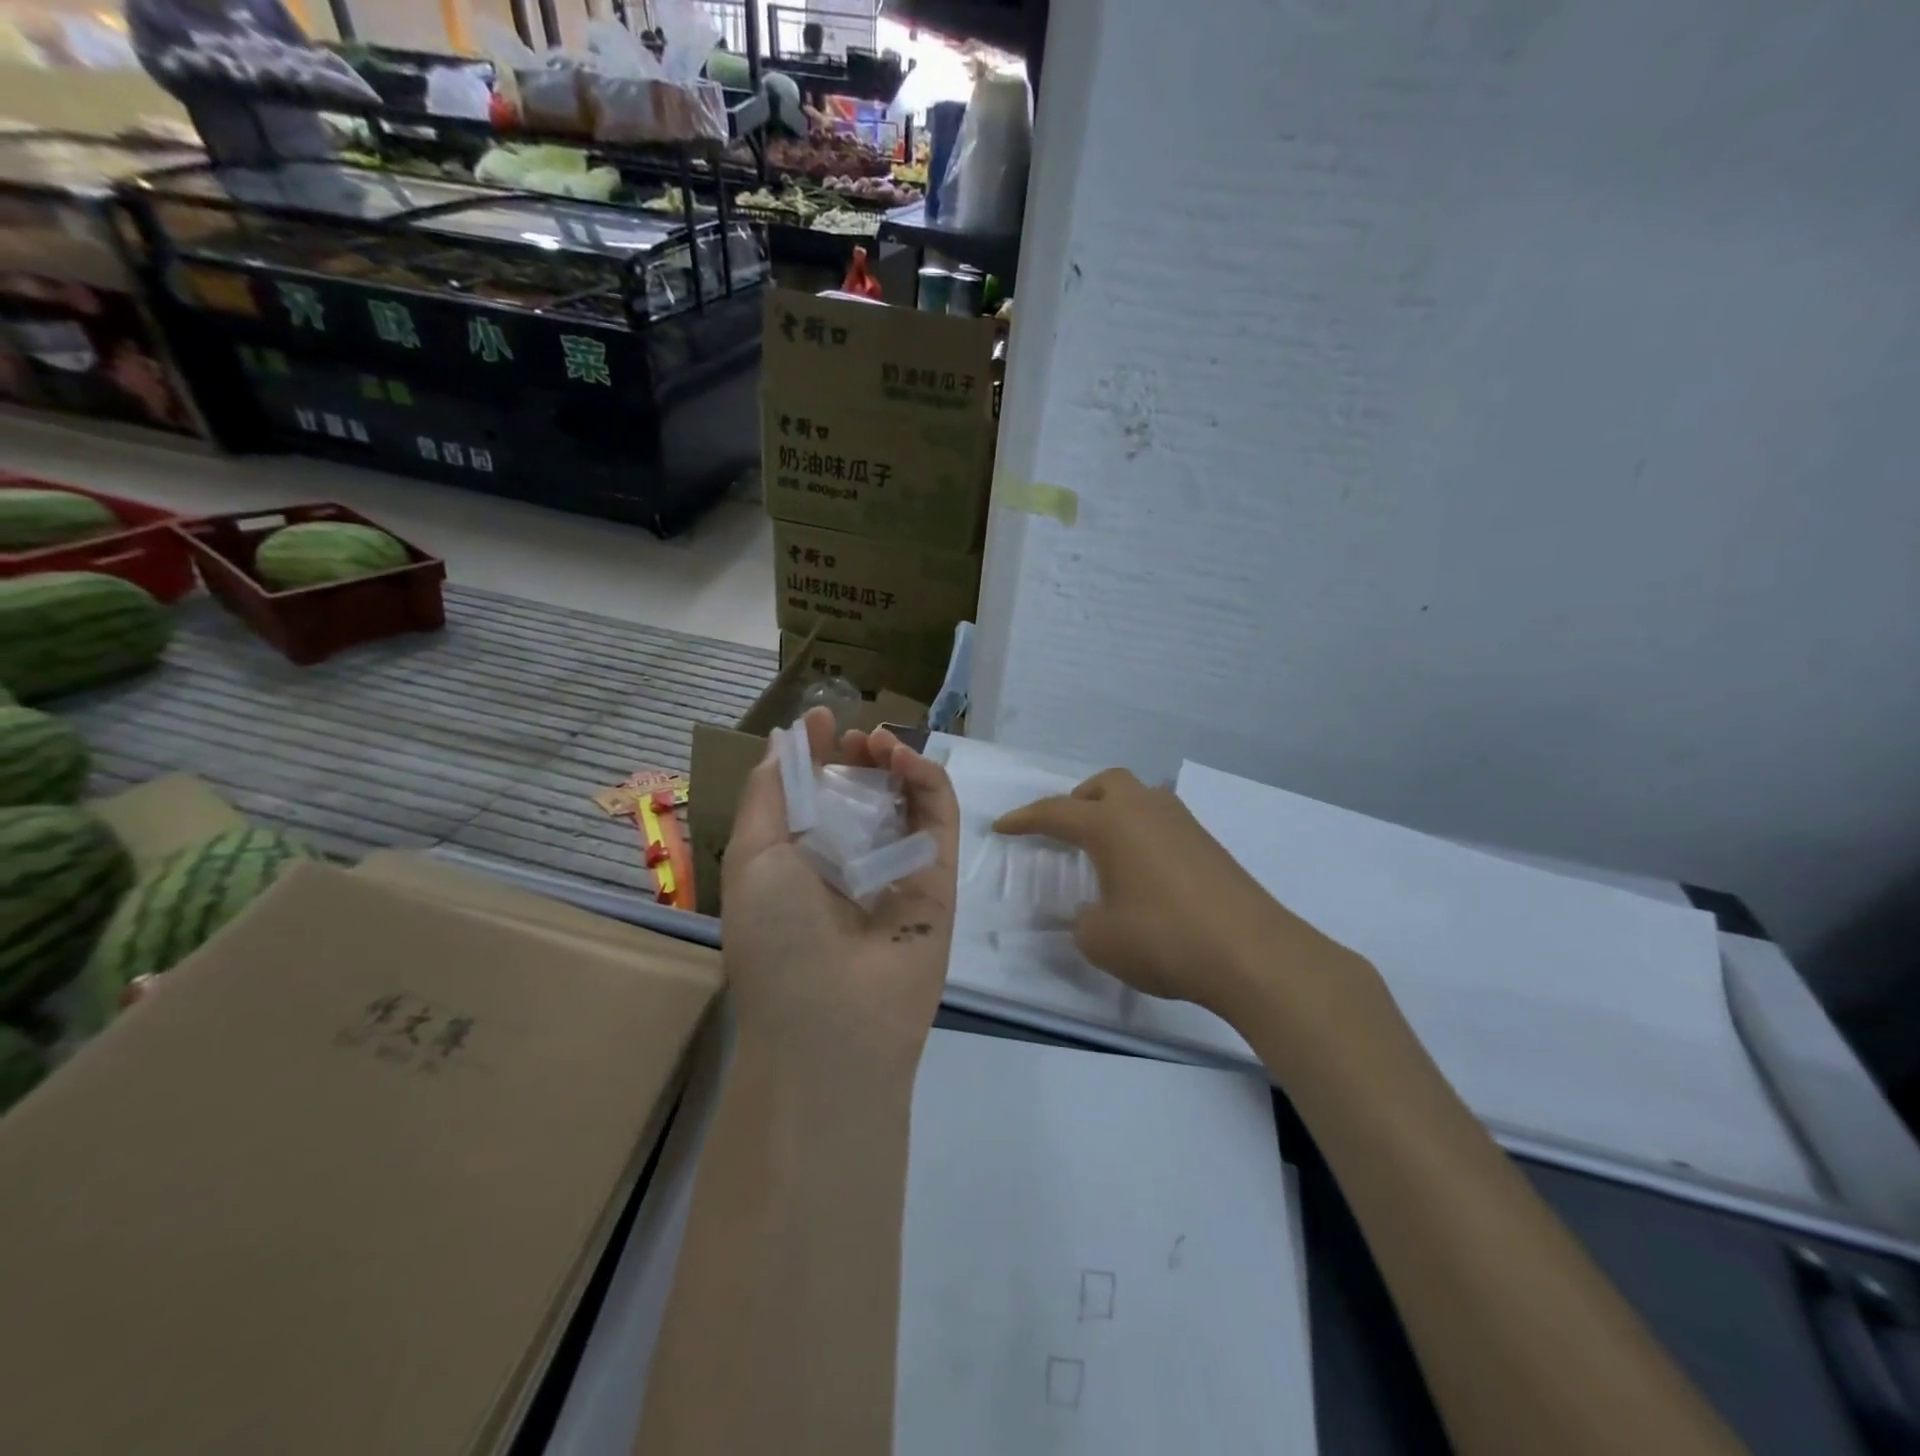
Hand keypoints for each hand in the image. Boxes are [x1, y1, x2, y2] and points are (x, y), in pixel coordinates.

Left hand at [723, 707, 959, 1072]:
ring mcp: (897, 868)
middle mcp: (849, 862)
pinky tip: (906, 760)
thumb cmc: (777, 939)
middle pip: (863, 792)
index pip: (815, 794)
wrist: (834, 1023)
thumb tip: (784, 742)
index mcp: (799, 861)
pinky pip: (939, 819)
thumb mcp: (753, 859)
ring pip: (905, 799)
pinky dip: (928, 781)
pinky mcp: (940, 876)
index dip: (817, 754)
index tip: (822, 719)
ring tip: (881, 742)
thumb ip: (770, 795)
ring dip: (895, 761)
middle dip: (859, 756)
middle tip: (858, 738)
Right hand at [995, 769, 1375, 1032]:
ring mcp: (1182, 823)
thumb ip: (1084, 920)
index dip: (1024, 820)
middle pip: (1105, 785)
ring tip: (1105, 850)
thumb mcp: (1100, 939)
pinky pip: (1162, 822)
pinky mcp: (1208, 843)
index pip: (1055, 812)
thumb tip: (1094, 910)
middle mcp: (1144, 810)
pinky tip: (1143, 870)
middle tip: (1065, 830)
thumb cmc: (1163, 939)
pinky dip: (1142, 833)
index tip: (1002, 827)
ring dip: (1115, 813)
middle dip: (1078, 801)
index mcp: (1110, 824)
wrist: (1251, 952)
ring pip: (1139, 798)